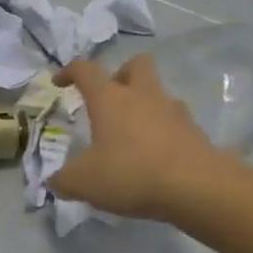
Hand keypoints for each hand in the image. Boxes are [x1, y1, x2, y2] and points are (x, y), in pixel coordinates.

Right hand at [50, 55, 221, 220]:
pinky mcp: (195, 132)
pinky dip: (163, 132)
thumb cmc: (131, 173)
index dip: (69, 71)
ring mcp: (173, 111)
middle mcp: (143, 96)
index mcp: (110, 99)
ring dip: (145, 105)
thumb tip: (54, 181)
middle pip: (136, 64)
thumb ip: (64, 180)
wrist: (197, 187)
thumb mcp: (84, 182)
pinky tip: (156, 156)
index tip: (60, 82)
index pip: (86, 70)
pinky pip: (175, 122)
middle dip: (121, 74)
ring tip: (133, 134)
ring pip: (158, 93)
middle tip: (111, 98)